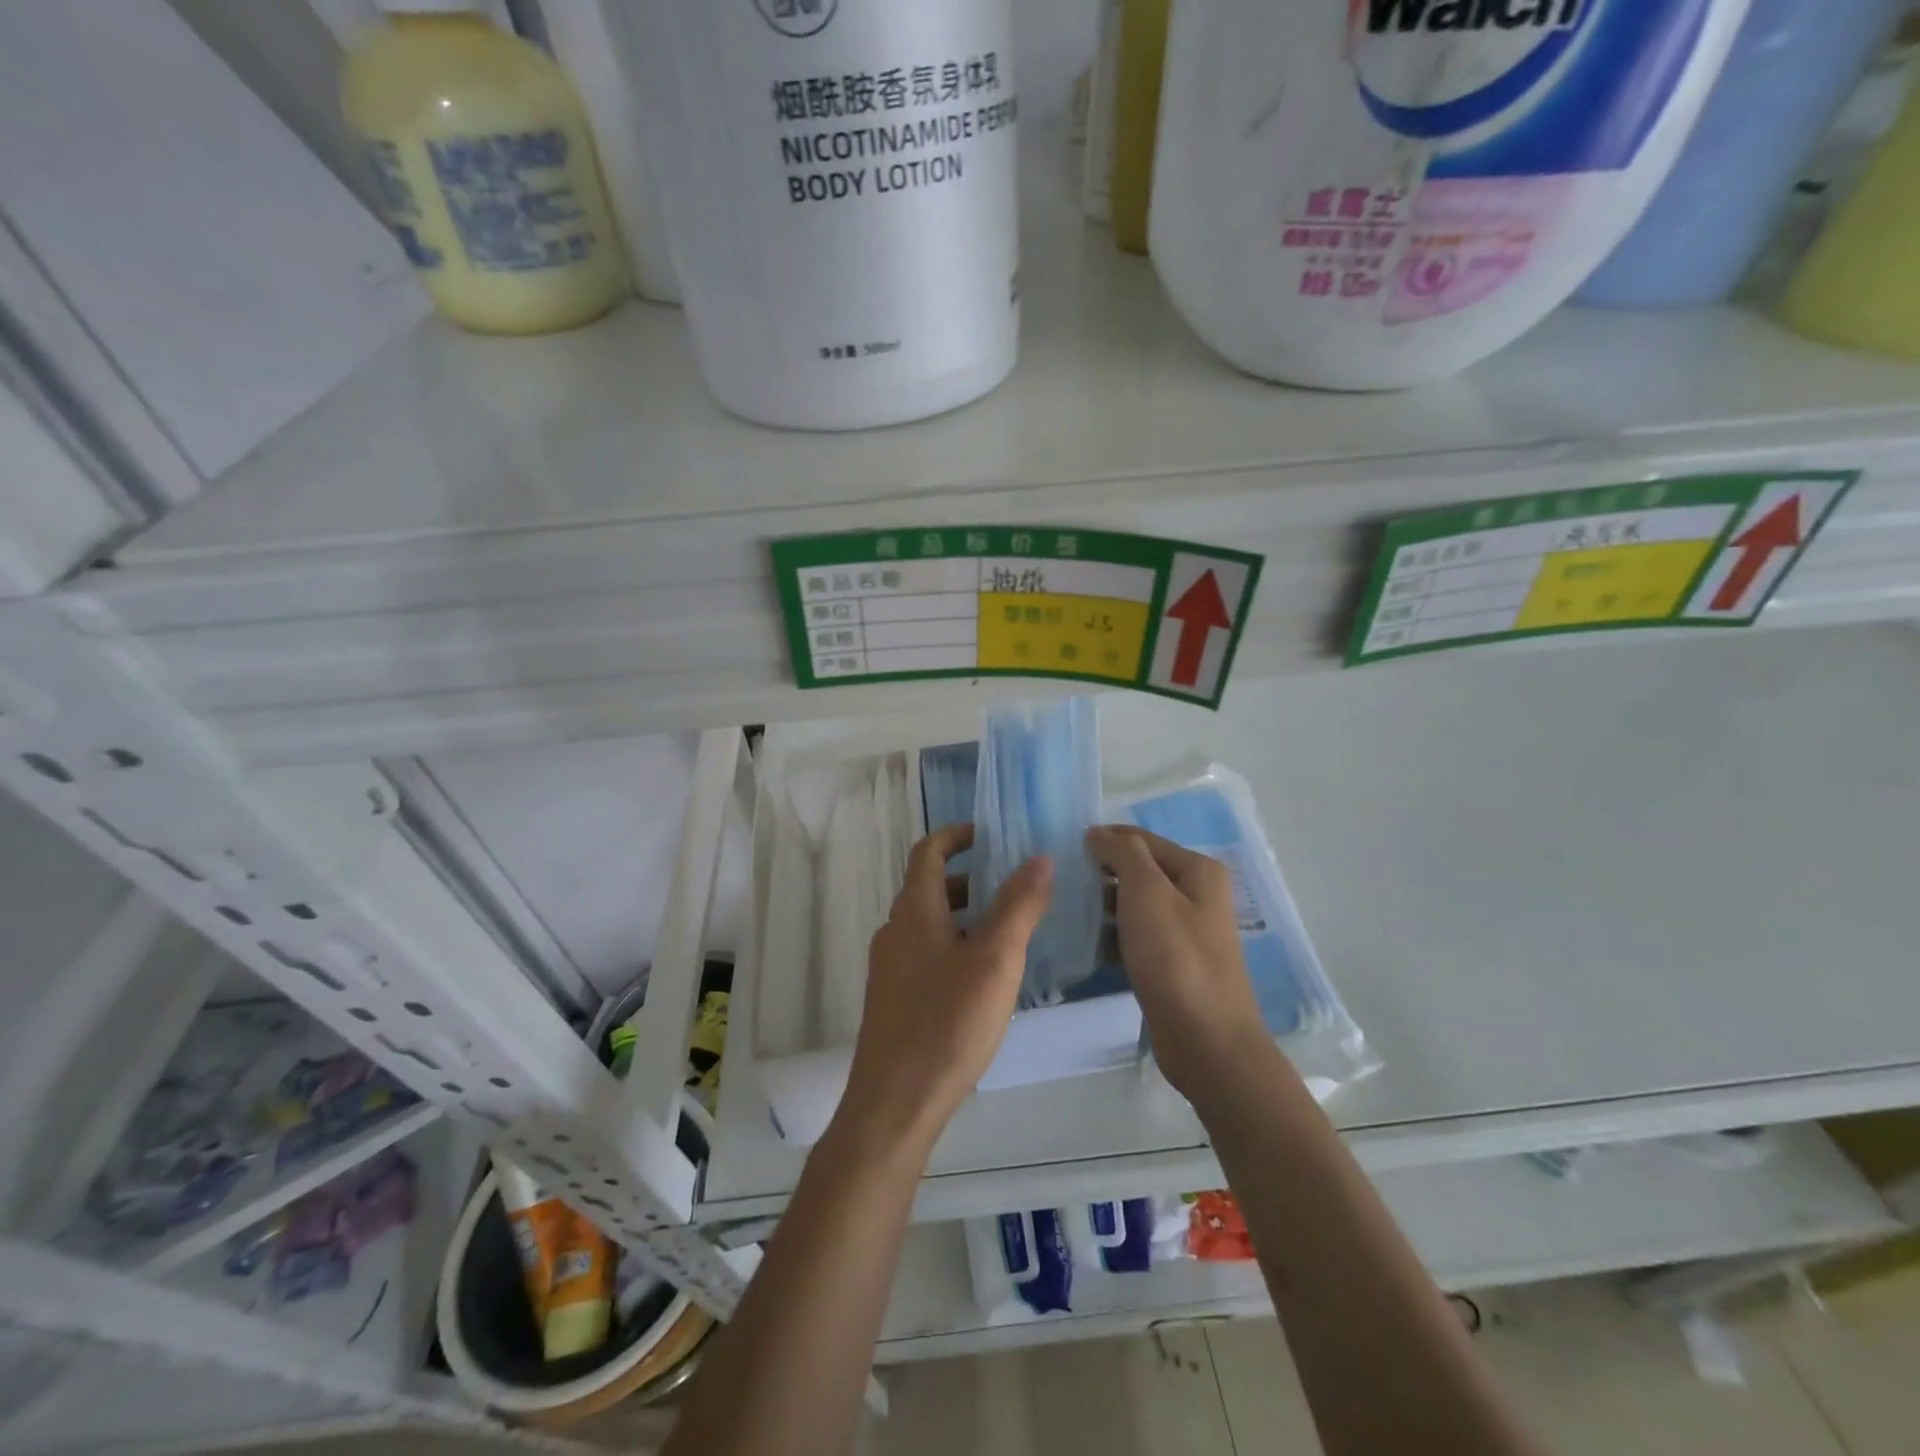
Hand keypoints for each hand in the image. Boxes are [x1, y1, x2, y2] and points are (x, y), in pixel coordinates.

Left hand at [839, 824, 1053, 1152]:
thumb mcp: (995, 961)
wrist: (894, 1104)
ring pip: (930, 924)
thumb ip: (1018, 906)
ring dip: (965, 915)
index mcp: (914, 912)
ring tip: (1009, 929)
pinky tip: (986, 978)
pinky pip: (927, 954)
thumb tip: (1039, 857)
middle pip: (929, 887)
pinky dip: (956, 946)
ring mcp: (891, 968)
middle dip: (969, 878)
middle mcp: (895, 932)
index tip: (989, 833)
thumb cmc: (947, 1024)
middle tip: (1013, 883)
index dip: (955, 835)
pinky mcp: (895, 1000)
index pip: (928, 852)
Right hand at [1086, 825, 1282, 1109]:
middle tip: (1059, 884)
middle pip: (1138, 871)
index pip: (1140, 839)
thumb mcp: (1147, 892)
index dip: (1102, 840)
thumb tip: (1098, 833)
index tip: (1061, 852)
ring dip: (1102, 907)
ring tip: (1064, 912)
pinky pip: (1135, 936)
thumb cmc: (1176, 958)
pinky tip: (1084, 944)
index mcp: (1198, 870)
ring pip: (1134, 905)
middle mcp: (1196, 894)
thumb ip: (1123, 853)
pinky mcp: (1172, 963)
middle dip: (1100, 874)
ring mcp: (1186, 930)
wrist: (1207, 1041)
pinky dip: (1112, 936)